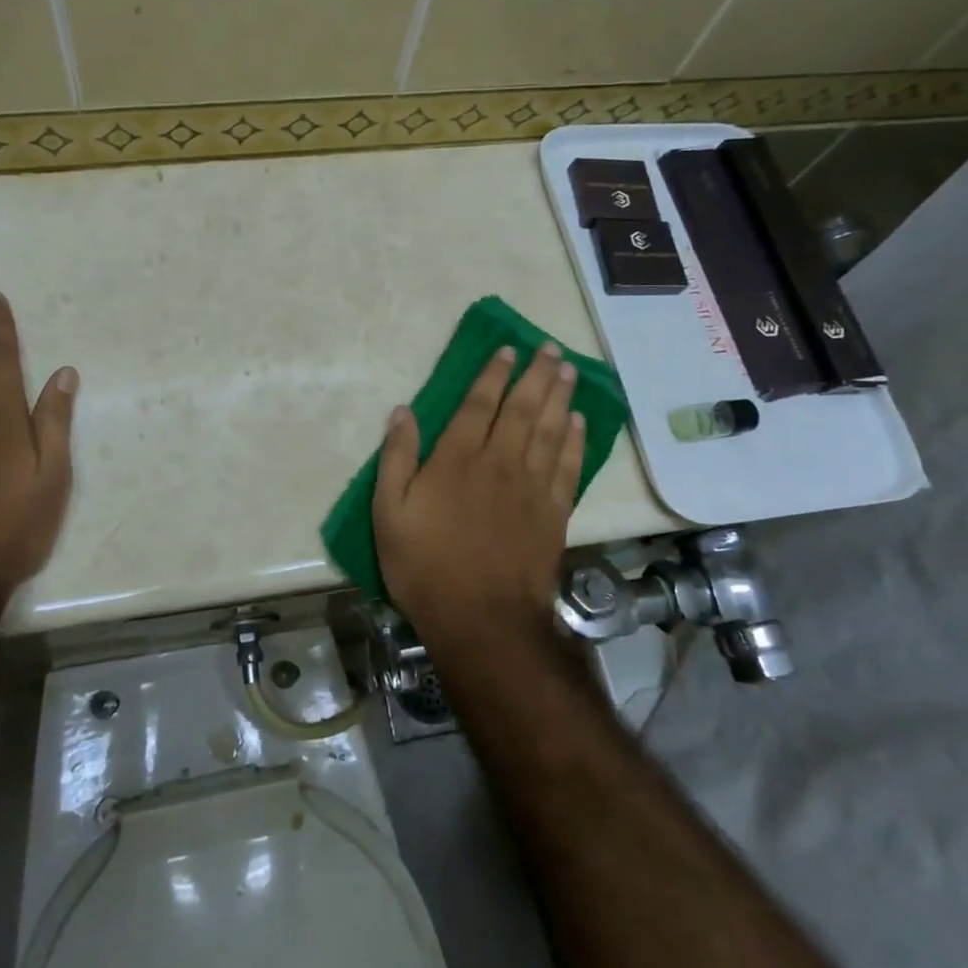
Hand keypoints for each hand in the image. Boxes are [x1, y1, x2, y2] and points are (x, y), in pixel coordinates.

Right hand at [373, 342, 583, 643]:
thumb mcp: (388, 513)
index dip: (494, 374)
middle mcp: (499, 462)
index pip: (480, 404)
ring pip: (550, 429)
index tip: (509, 350)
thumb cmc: (425, 565)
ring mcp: (531, 487)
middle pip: (523, 408)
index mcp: (457, 459)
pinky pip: (568, 465)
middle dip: (536, 375)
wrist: (481, 619)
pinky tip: (579, 422)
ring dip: (560, 396)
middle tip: (551, 348)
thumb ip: (396, 458)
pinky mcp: (554, 512)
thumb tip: (402, 412)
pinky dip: (575, 440)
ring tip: (569, 371)